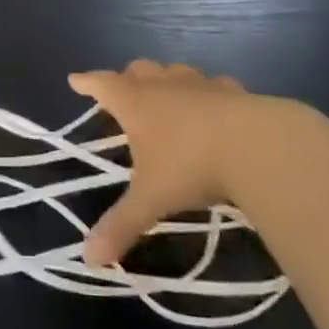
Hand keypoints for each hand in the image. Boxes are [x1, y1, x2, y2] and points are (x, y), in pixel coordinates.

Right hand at [69, 61, 268, 267]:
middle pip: (138, 70)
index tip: (75, 79)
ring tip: (165, 92)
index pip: (103, 85)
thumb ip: (122, 224)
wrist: (253, 144)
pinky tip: (214, 103)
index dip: (88, 83)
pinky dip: (207, 92)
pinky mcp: (231, 90)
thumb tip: (88, 258)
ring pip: (174, 71)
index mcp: (137, 103)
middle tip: (122, 88)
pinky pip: (213, 84)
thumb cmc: (190, 165)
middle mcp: (164, 85)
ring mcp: (199, 84)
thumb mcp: (152, 199)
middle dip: (127, 78)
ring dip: (166, 79)